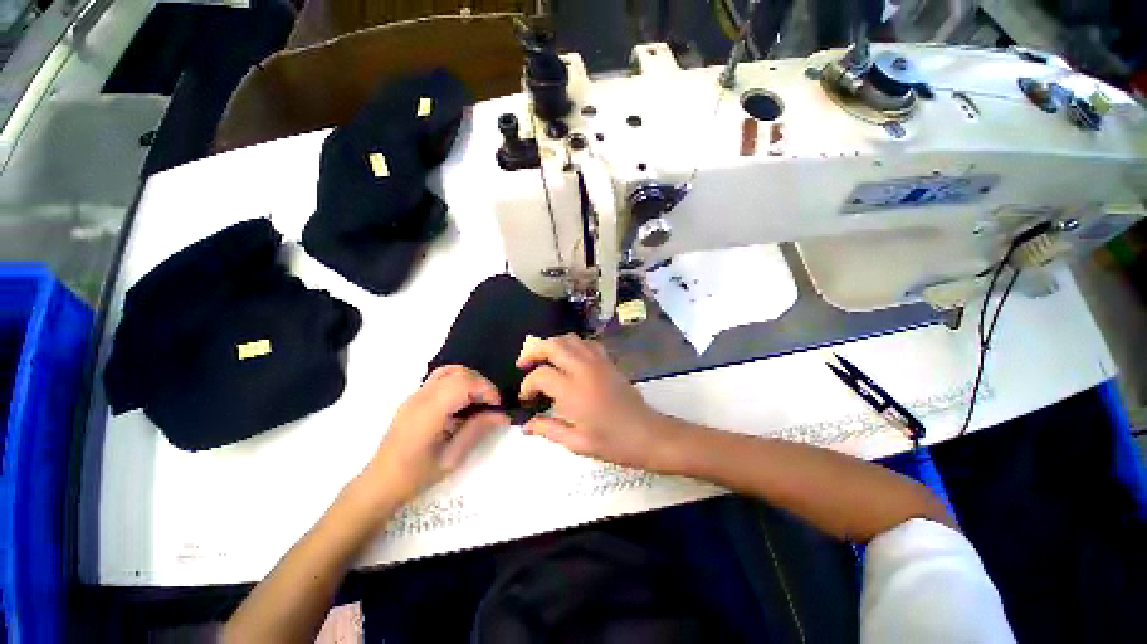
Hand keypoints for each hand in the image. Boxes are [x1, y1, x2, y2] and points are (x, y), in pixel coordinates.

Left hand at [361, 366, 508, 505]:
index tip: (497, 406)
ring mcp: (415, 395)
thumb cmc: (416, 476)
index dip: (486, 389)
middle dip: (481, 384)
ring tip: (478, 400)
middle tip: (491, 405)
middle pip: (459, 373)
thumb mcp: (451, 458)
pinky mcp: (414, 398)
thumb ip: (477, 430)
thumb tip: (502, 415)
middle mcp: (421, 396)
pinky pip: (440, 378)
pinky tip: (461, 402)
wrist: (379, 483)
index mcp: (429, 411)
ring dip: (469, 380)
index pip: (464, 383)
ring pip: (449, 371)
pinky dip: (457, 382)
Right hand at [517, 334, 675, 470]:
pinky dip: (572, 345)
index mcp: (573, 391)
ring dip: (552, 345)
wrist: (647, 434)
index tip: (526, 397)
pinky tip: (569, 359)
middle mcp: (584, 369)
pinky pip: (586, 343)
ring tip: (544, 360)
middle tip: (524, 365)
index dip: (527, 385)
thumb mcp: (576, 442)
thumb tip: (525, 425)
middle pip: (552, 345)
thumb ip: (547, 429)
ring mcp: (598, 362)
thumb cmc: (612, 443)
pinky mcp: (608, 361)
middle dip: (534, 352)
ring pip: (569, 339)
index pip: (540, 375)